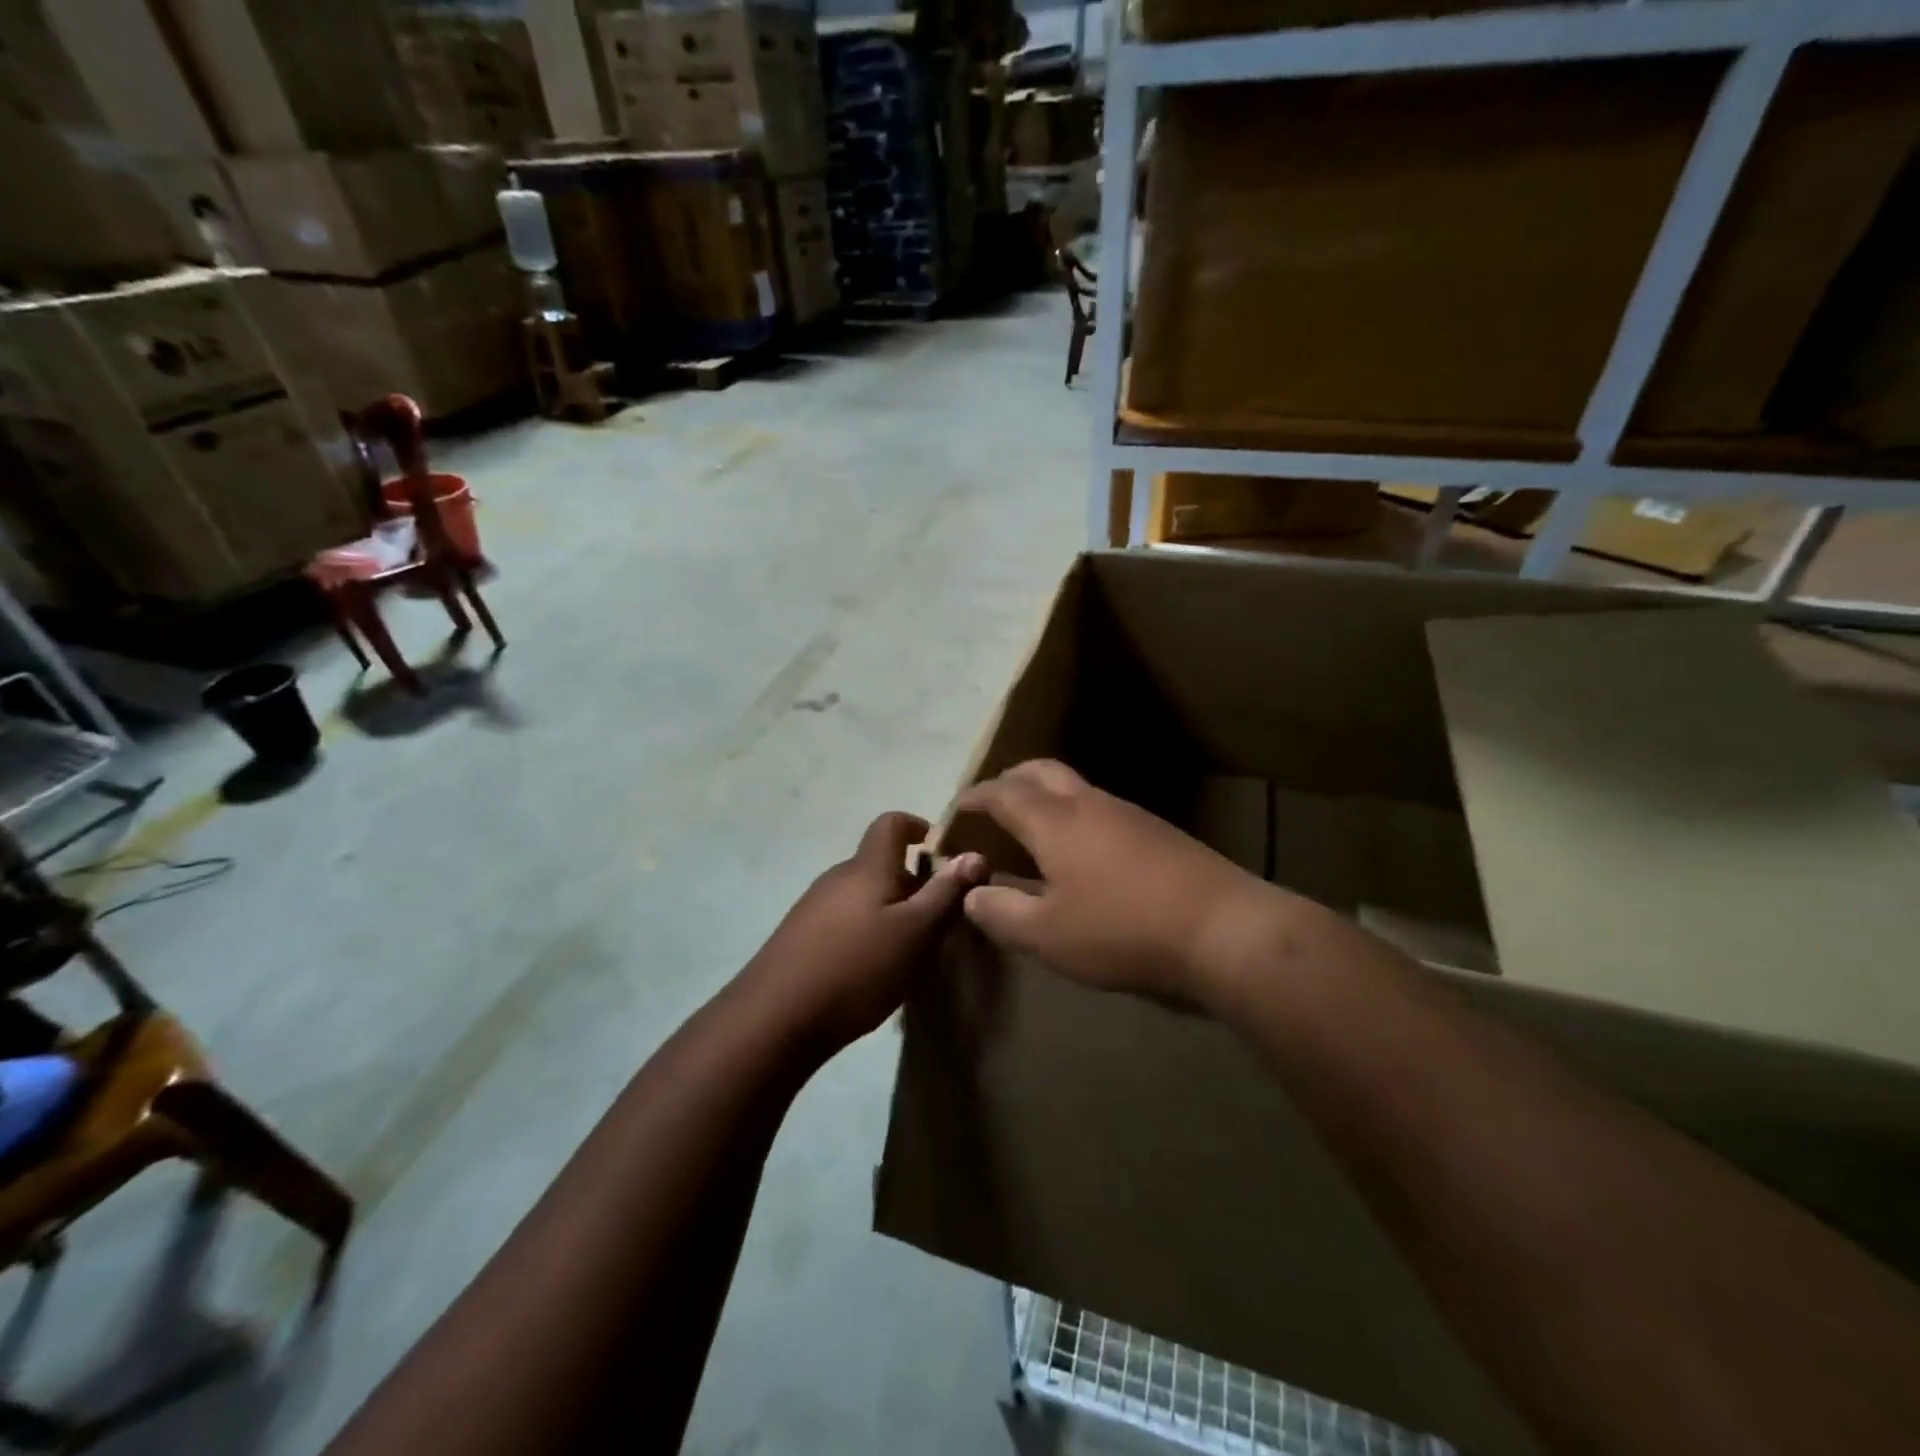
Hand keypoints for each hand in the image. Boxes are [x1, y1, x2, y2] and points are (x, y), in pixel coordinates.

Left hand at [743, 812, 985, 1050]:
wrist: (775, 1018)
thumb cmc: (857, 967)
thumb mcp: (915, 933)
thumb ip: (945, 893)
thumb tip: (974, 854)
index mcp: (867, 867)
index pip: (892, 823)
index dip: (919, 827)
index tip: (943, 854)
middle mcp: (838, 876)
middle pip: (881, 863)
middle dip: (913, 884)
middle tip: (938, 920)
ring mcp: (814, 906)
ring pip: (864, 895)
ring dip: (891, 911)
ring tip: (909, 951)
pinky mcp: (800, 936)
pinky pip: (845, 919)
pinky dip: (867, 932)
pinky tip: (872, 971)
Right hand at [956, 760, 1276, 1002]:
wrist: (1222, 927)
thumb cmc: (1122, 929)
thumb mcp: (1048, 935)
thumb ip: (1001, 913)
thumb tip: (972, 894)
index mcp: (1055, 821)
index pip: (1003, 793)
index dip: (976, 797)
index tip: (956, 807)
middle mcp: (1089, 804)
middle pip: (1041, 771)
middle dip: (1011, 780)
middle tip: (993, 804)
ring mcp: (1128, 813)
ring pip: (1075, 787)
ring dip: (1045, 796)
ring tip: (1032, 829)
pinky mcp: (1156, 831)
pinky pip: (1100, 808)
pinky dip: (1073, 815)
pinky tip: (1080, 852)